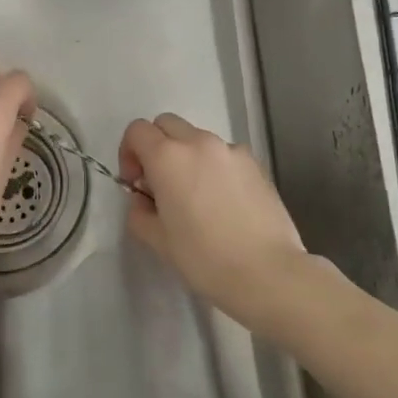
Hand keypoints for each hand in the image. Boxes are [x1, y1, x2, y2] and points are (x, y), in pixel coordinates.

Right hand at [118, 114, 311, 336]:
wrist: (268, 273)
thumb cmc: (205, 259)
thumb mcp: (158, 241)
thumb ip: (139, 212)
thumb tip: (144, 200)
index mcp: (168, 157)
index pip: (137, 130)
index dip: (129, 153)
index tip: (136, 184)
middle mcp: (199, 142)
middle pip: (167, 124)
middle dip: (157, 146)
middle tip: (161, 185)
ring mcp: (231, 150)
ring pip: (197, 138)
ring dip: (187, 156)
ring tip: (196, 196)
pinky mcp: (255, 163)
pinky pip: (224, 154)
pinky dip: (215, 167)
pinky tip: (224, 203)